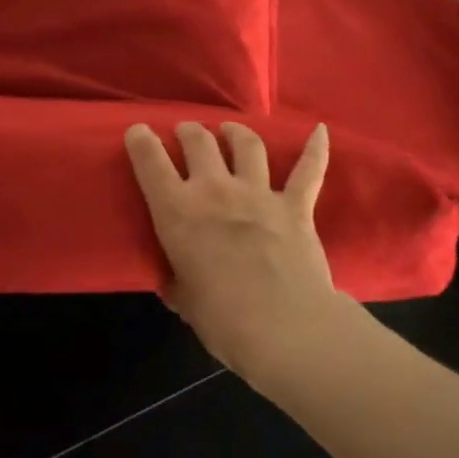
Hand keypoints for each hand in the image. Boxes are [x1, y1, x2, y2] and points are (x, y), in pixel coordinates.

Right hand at [124, 120, 348, 373]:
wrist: (283, 327)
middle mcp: (215, 191)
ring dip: (236, 132)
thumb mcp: (184, 301)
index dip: (141, 141)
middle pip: (200, 142)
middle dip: (189, 132)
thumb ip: (178, 283)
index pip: (151, 163)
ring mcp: (259, 194)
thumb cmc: (222, 319)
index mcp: (178, 212)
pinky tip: (320, 131)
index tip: (138, 132)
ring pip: (247, 145)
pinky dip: (315, 149)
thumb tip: (177, 282)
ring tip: (230, 130)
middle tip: (186, 133)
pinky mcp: (296, 206)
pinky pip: (309, 171)